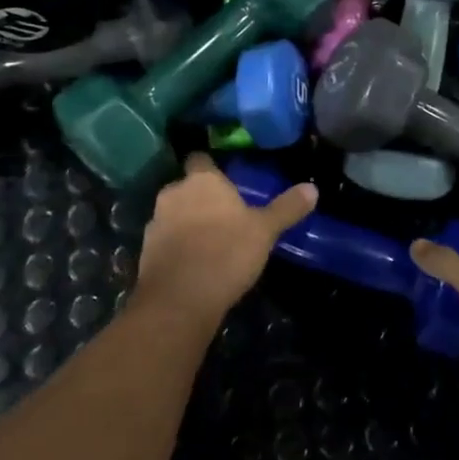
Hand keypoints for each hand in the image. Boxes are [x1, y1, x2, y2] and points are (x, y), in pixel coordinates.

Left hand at [134, 153, 317, 325]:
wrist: (180, 300)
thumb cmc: (226, 252)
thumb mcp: (265, 230)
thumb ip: (287, 208)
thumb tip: (313, 188)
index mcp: (202, 181)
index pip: (200, 160)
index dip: (211, 169)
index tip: (225, 182)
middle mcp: (174, 193)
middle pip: (187, 188)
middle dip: (201, 199)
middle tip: (224, 216)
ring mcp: (155, 223)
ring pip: (174, 214)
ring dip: (187, 223)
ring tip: (210, 243)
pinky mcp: (145, 252)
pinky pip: (165, 241)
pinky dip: (176, 248)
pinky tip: (194, 265)